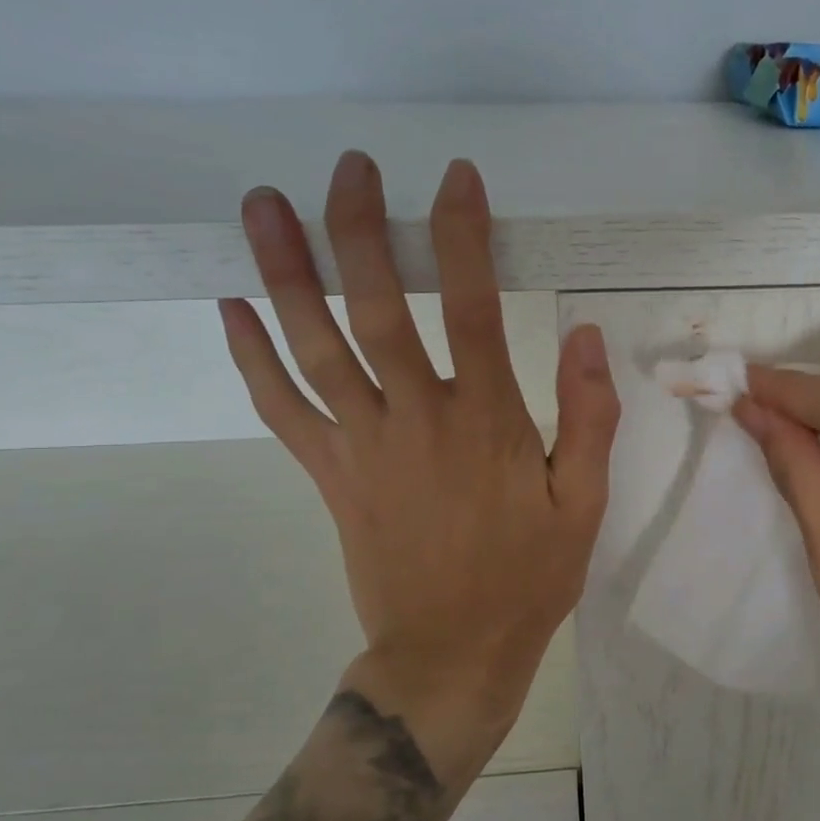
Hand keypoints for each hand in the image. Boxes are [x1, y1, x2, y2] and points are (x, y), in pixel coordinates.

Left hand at [220, 151, 619, 772]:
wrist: (450, 654)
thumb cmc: (527, 578)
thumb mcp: (584, 503)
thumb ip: (588, 418)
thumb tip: (587, 336)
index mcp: (486, 421)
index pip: (473, 306)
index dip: (463, 235)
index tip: (455, 178)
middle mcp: (415, 417)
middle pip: (377, 308)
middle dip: (361, 229)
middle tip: (349, 167)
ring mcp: (361, 445)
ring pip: (313, 346)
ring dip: (286, 272)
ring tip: (261, 204)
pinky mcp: (329, 474)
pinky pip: (280, 407)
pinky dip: (252, 357)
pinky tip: (230, 308)